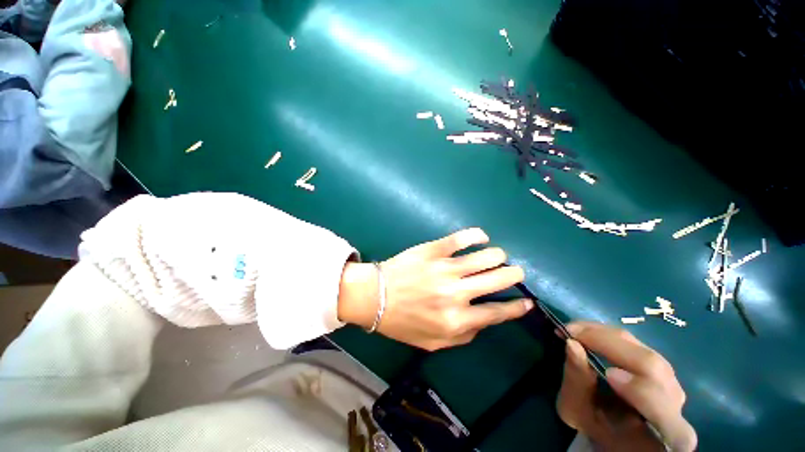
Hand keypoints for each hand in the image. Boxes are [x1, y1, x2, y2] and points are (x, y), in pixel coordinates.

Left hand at [338, 228, 531, 350]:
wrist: (374, 296)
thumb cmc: (402, 322)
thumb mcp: (433, 343)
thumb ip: (463, 337)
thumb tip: (484, 320)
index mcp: (457, 320)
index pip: (497, 312)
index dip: (517, 307)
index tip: (527, 301)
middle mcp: (456, 293)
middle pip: (498, 279)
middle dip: (514, 275)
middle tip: (515, 272)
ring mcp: (445, 268)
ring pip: (486, 256)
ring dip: (498, 256)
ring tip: (497, 256)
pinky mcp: (434, 249)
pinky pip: (461, 238)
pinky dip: (476, 235)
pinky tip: (481, 237)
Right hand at [557, 322, 696, 451]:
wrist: (614, 426)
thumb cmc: (594, 426)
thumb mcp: (576, 411)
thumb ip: (577, 382)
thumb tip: (572, 343)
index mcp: (664, 430)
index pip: (664, 408)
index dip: (640, 389)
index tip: (607, 374)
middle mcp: (676, 402)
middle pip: (653, 366)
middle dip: (609, 344)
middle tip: (571, 331)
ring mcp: (671, 380)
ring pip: (643, 349)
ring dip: (605, 334)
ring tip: (575, 329)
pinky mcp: (660, 364)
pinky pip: (637, 344)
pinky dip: (608, 334)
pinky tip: (588, 331)